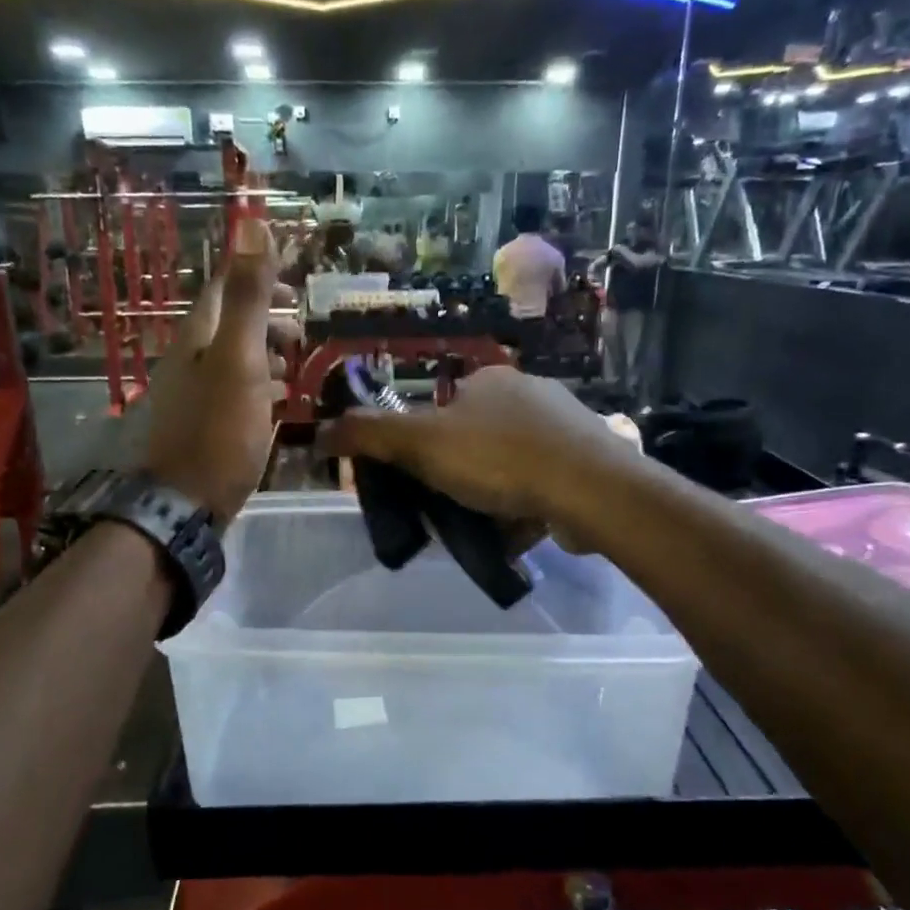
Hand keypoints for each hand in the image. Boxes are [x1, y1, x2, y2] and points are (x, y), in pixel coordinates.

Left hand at [142, 222, 293, 523]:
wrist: (188, 503)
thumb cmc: (219, 430)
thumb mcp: (240, 358)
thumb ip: (248, 297)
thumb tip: (251, 224)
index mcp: (197, 337)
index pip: (225, 289)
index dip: (258, 278)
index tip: (296, 288)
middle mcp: (190, 359)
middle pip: (230, 324)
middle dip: (268, 319)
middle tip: (302, 330)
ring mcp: (195, 394)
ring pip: (234, 359)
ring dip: (266, 354)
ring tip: (297, 365)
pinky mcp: (205, 425)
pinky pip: (235, 391)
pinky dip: (259, 386)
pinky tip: (278, 401)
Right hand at [316, 367, 632, 541]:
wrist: (590, 488)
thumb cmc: (499, 458)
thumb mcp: (421, 444)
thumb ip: (369, 435)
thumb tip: (320, 431)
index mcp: (489, 379)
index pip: (441, 409)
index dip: (422, 445)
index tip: (417, 481)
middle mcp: (529, 393)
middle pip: (475, 438)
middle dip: (458, 474)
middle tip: (447, 508)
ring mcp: (563, 426)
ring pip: (509, 463)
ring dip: (492, 493)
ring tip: (481, 526)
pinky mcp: (587, 460)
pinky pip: (541, 483)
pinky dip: (524, 505)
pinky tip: (516, 530)